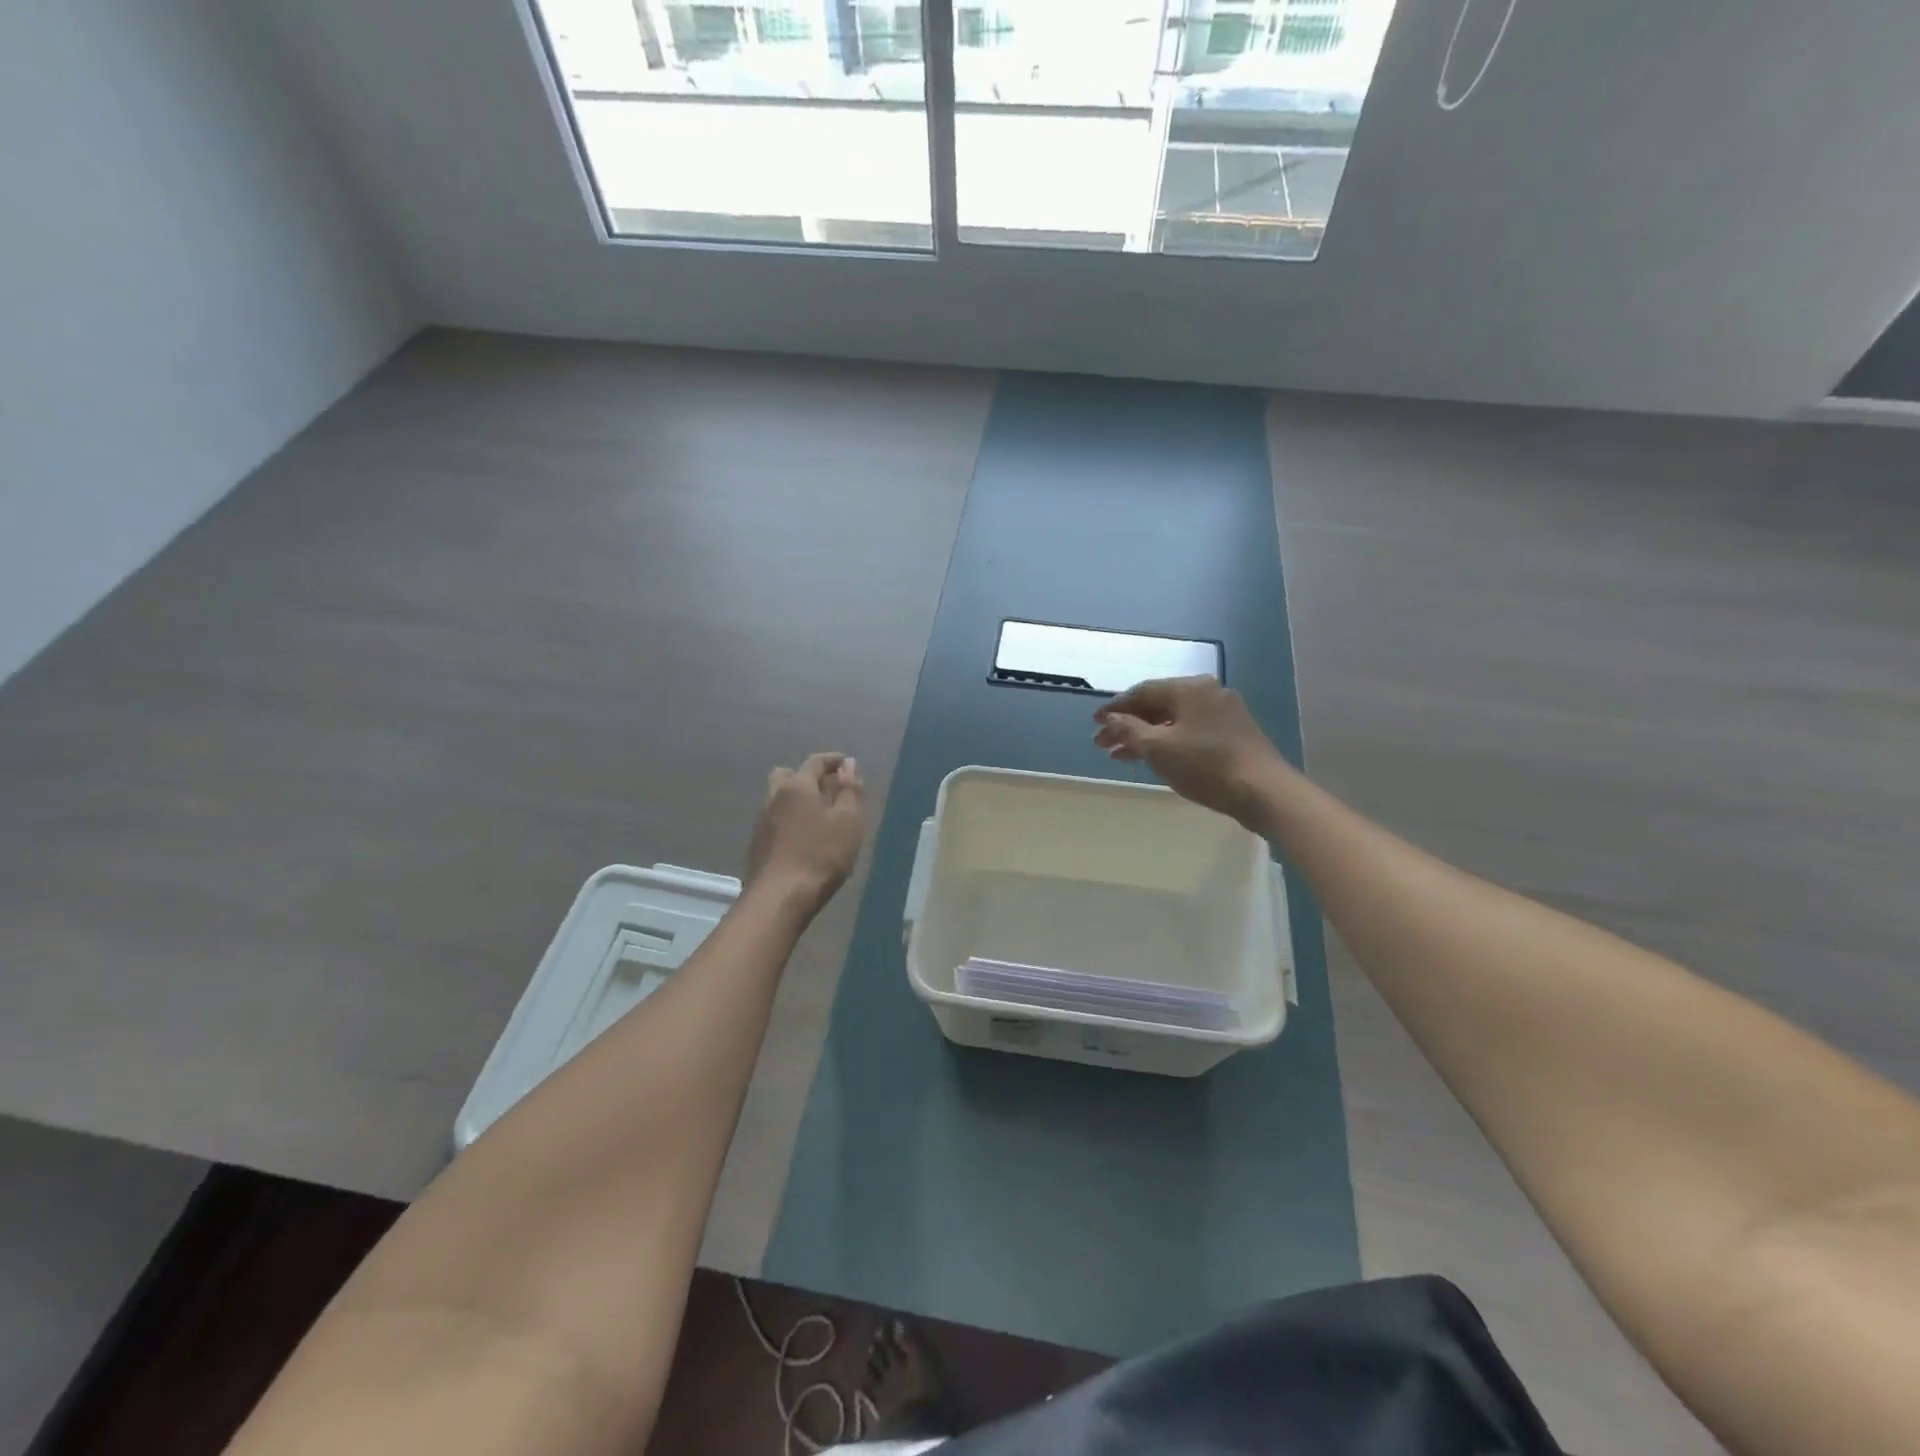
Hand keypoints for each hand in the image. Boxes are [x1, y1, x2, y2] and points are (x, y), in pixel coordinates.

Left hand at [745, 753, 865, 914]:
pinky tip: (802, 837)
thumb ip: (850, 789)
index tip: (847, 763)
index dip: (833, 760)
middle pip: (789, 775)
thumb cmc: (821, 855)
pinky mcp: (757, 844)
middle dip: (808, 776)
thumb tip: (849, 764)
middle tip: (828, 789)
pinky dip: (789, 818)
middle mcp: (775, 796)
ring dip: (796, 799)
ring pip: (779, 798)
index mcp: (798, 786)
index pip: (815, 762)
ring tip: (817, 815)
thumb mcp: (848, 821)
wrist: (780, 897)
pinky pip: (775, 819)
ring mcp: (762, 821)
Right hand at [1093, 677, 1288, 827]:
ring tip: (1120, 757)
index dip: (1115, 708)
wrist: (1263, 791)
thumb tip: (1110, 718)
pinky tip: (1154, 759)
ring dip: (1145, 737)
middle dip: (1128, 725)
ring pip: (1174, 721)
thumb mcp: (1159, 748)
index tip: (1095, 723)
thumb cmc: (1205, 765)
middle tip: (1102, 745)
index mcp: (1190, 688)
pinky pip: (1190, 732)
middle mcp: (1208, 693)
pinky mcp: (1234, 734)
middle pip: (1158, 706)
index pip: (1142, 691)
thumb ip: (1129, 730)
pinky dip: (1168, 743)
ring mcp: (1224, 713)